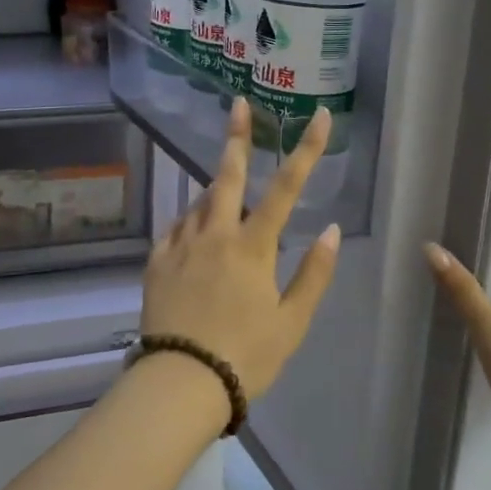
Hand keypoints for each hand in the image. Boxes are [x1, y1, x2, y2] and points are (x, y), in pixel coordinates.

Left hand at [139, 99, 342, 399]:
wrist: (181, 383)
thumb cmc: (246, 356)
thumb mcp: (292, 322)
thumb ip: (314, 273)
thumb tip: (333, 230)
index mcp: (253, 247)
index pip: (287, 188)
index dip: (307, 150)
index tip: (320, 117)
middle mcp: (215, 235)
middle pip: (227, 176)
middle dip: (237, 137)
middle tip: (238, 106)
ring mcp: (181, 245)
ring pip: (200, 202)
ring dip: (216, 190)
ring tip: (226, 192)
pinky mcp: (157, 262)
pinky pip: (176, 229)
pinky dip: (191, 222)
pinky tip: (195, 230)